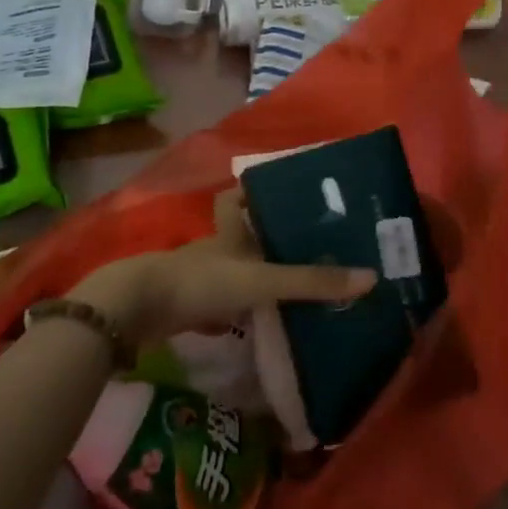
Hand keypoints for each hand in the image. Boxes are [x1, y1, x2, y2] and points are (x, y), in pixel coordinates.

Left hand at [71, 189, 375, 344]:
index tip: (289, 194)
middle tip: (309, 247)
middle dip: (268, 238)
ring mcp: (201, 275)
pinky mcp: (190, 304)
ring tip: (297, 283)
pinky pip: (224, 300)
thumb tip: (371, 278)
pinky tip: (264, 318)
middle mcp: (216, 244)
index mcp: (230, 225)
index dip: (259, 189)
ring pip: (235, 267)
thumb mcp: (262, 279)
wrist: (136, 312)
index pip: (240, 195)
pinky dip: (242, 307)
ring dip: (258, 273)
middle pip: (243, 233)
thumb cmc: (202, 281)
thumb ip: (311, 281)